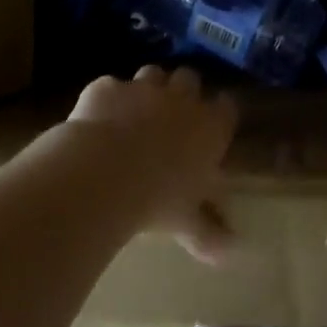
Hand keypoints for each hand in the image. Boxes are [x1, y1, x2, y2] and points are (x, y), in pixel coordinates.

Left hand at [68, 65, 236, 264]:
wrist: (102, 173)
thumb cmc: (156, 199)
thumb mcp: (185, 222)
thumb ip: (207, 233)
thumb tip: (229, 253)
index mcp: (209, 127)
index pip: (227, 107)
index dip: (220, 113)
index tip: (214, 124)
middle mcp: (181, 99)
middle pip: (191, 79)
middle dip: (183, 92)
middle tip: (173, 115)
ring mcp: (143, 88)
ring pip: (153, 73)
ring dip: (149, 87)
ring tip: (137, 111)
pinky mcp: (108, 87)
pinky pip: (111, 86)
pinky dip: (108, 99)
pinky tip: (98, 118)